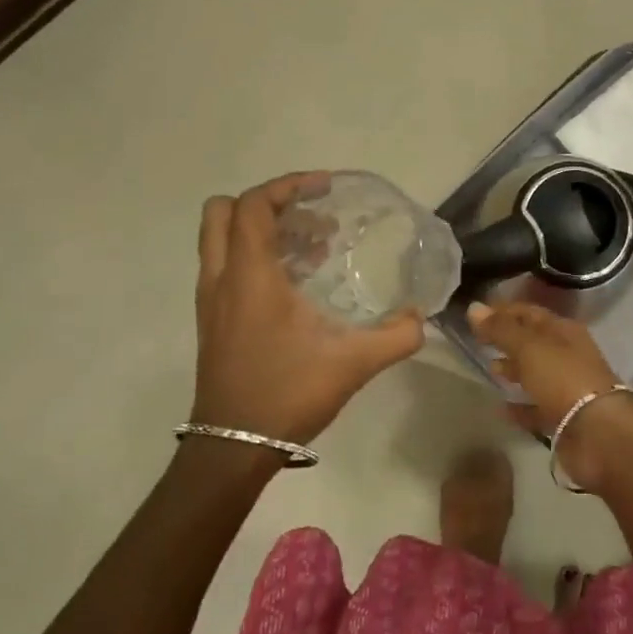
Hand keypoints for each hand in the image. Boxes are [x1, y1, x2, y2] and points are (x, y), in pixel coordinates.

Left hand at [191, 173, 424, 446]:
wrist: (232, 448)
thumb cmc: (287, 394)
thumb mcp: (352, 363)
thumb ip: (396, 336)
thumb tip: (421, 318)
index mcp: (250, 276)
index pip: (254, 205)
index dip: (289, 185)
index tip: (325, 187)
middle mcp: (222, 278)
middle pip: (224, 211)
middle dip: (268, 203)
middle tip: (311, 217)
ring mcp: (211, 300)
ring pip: (222, 238)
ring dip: (261, 230)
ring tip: (313, 248)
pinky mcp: (212, 320)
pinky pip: (226, 265)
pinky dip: (255, 256)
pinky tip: (297, 284)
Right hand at [468, 302, 632, 488]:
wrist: (599, 433)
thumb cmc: (564, 379)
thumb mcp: (529, 347)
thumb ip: (501, 330)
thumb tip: (473, 308)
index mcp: (564, 331)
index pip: (530, 312)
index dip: (503, 310)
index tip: (475, 313)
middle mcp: (568, 355)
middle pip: (534, 342)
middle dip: (508, 339)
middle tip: (478, 340)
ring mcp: (568, 387)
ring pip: (536, 373)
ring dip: (515, 370)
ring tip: (490, 369)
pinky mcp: (565, 418)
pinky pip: (537, 407)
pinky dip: (520, 406)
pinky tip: (501, 408)